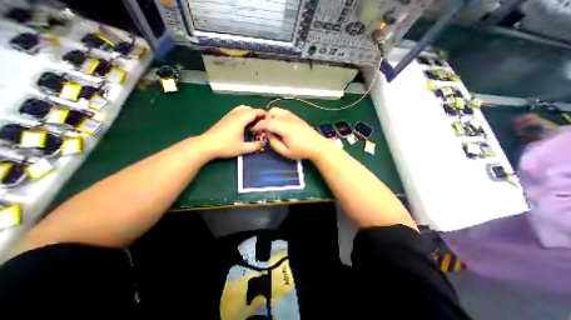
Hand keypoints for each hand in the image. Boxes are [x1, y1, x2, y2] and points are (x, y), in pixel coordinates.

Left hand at [198, 105, 266, 159]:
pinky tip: (244, 123)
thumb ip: (255, 146)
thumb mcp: (243, 148)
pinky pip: (237, 111)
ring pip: (243, 109)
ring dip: (250, 113)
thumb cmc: (226, 146)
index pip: (255, 111)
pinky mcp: (225, 118)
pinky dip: (244, 114)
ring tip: (254, 123)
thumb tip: (264, 143)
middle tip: (263, 123)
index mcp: (241, 119)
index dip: (264, 114)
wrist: (206, 145)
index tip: (270, 120)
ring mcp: (229, 115)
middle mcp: (236, 114)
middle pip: (249, 109)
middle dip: (258, 114)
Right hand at [251, 108, 334, 159]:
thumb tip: (268, 135)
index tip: (253, 130)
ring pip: (277, 110)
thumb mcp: (286, 152)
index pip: (267, 122)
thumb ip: (274, 143)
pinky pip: (283, 112)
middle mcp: (288, 118)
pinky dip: (277, 116)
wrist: (317, 146)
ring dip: (271, 117)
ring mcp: (293, 116)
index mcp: (285, 127)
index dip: (258, 125)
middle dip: (264, 120)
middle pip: (271, 113)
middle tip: (264, 130)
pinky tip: (280, 125)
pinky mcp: (296, 117)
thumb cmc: (302, 151)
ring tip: (271, 127)